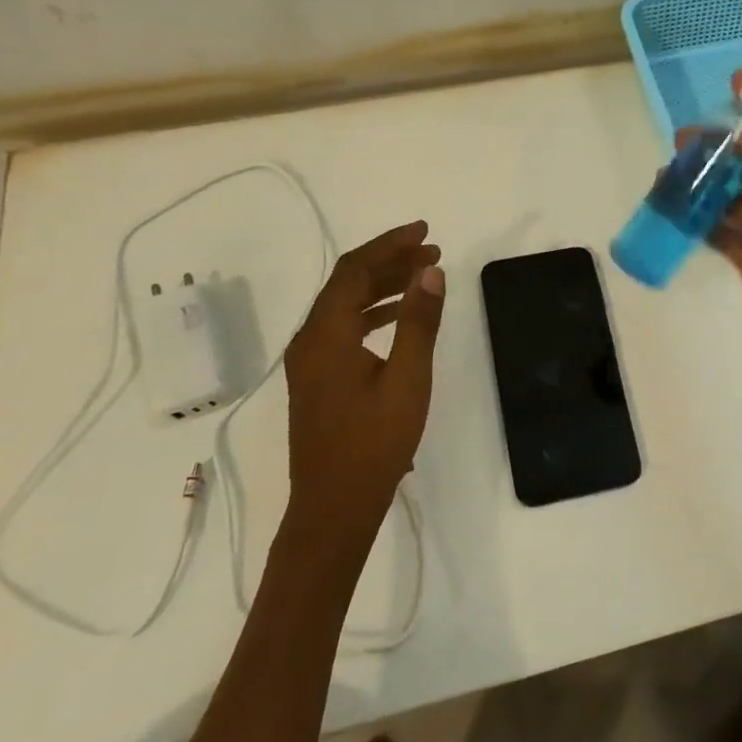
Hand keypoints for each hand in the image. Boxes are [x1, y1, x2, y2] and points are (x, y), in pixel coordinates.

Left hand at [282, 221, 445, 537]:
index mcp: (326, 335)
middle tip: (432, 252)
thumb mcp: (407, 380)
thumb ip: (418, 323)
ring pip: (344, 306)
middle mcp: (310, 340)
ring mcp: (310, 362)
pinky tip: (398, 317)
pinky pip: (343, 328)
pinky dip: (372, 313)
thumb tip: (430, 273)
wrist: (333, 508)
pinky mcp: (317, 380)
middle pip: (346, 283)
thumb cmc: (374, 444)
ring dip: (382, 286)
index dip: (389, 245)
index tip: (425, 232)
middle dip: (389, 261)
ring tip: (423, 277)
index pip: (354, 270)